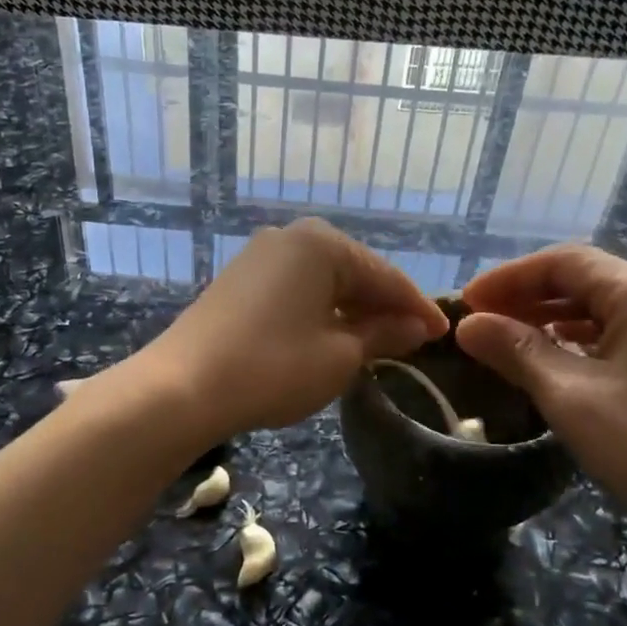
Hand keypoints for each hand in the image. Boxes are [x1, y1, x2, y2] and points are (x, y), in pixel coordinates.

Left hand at [136, 220, 449, 440]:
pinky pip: (296, 290)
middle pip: (355, 272)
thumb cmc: (273, 367)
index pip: (386, 276)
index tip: (444, 333)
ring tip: (378, 342)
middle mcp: (291, 237)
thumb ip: (382, 334)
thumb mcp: (340, 356)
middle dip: (385, 307)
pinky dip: (321, 312)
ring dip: (352, 311)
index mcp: (322, 244)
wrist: (182, 388)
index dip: (418, 308)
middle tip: (414, 340)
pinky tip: (332, 336)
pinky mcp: (239, 281)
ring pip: (324, 282)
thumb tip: (415, 326)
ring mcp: (260, 257)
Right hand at [457, 245, 626, 572]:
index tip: (467, 302)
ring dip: (550, 317)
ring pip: (601, 306)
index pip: (565, 262)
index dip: (509, 277)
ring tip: (506, 338)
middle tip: (480, 322)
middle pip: (585, 279)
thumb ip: (516, 351)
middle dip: (527, 295)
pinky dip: (578, 338)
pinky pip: (619, 332)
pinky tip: (553, 358)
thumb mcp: (570, 396)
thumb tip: (467, 325)